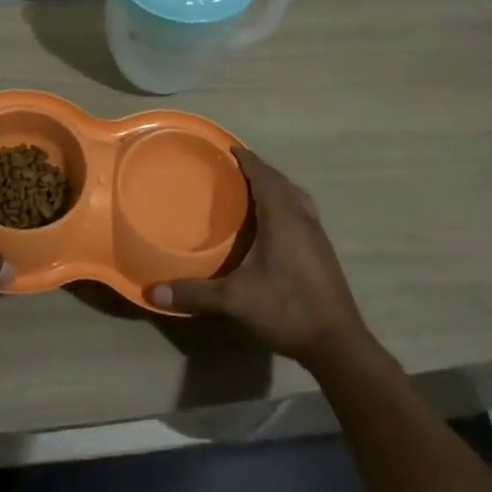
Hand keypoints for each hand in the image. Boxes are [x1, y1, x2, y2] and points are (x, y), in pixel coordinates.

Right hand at [152, 147, 373, 367]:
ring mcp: (317, 235)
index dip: (247, 160)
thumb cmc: (287, 309)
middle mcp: (303, 218)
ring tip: (253, 190)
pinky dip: (286, 204)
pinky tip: (273, 223)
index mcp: (283, 218)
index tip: (229, 147)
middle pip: (282, 182)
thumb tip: (154, 292)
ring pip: (296, 197)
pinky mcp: (323, 251)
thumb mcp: (236, 301)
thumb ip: (196, 294)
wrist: (337, 343)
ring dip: (276, 186)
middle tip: (234, 169)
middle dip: (259, 170)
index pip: (264, 176)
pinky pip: (302, 212)